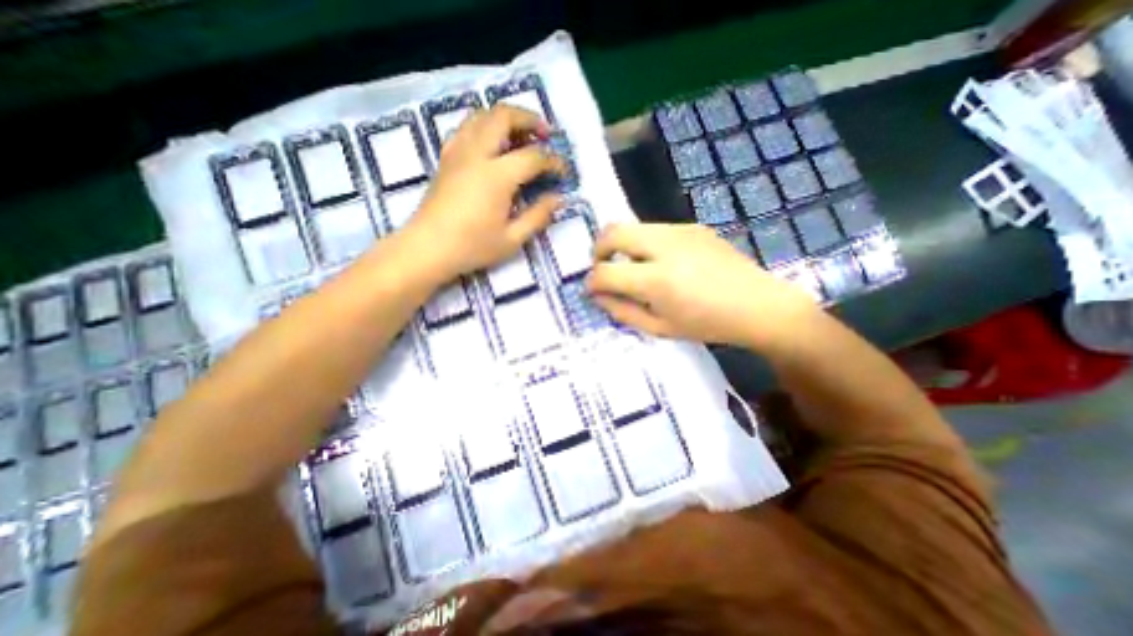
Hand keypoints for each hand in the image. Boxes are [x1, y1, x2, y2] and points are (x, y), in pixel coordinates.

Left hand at [405, 104, 565, 280]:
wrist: (428, 248)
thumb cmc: (472, 247)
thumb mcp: (512, 239)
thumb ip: (538, 216)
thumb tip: (558, 199)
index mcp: (497, 176)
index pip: (533, 156)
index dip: (553, 161)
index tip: (564, 171)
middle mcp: (477, 154)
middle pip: (504, 116)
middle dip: (529, 119)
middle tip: (545, 134)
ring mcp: (458, 152)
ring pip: (482, 115)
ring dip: (506, 118)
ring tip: (521, 134)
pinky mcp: (446, 157)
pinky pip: (466, 128)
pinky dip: (484, 126)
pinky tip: (492, 143)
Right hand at [589, 223, 819, 352]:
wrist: (758, 305)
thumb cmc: (707, 325)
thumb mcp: (659, 328)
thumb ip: (622, 311)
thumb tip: (597, 295)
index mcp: (657, 280)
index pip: (606, 272)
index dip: (592, 281)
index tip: (592, 289)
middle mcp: (665, 246)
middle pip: (613, 231)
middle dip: (598, 249)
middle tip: (602, 266)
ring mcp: (681, 231)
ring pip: (632, 226)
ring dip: (621, 245)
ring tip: (631, 266)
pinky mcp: (693, 226)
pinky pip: (655, 229)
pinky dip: (645, 243)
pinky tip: (660, 262)